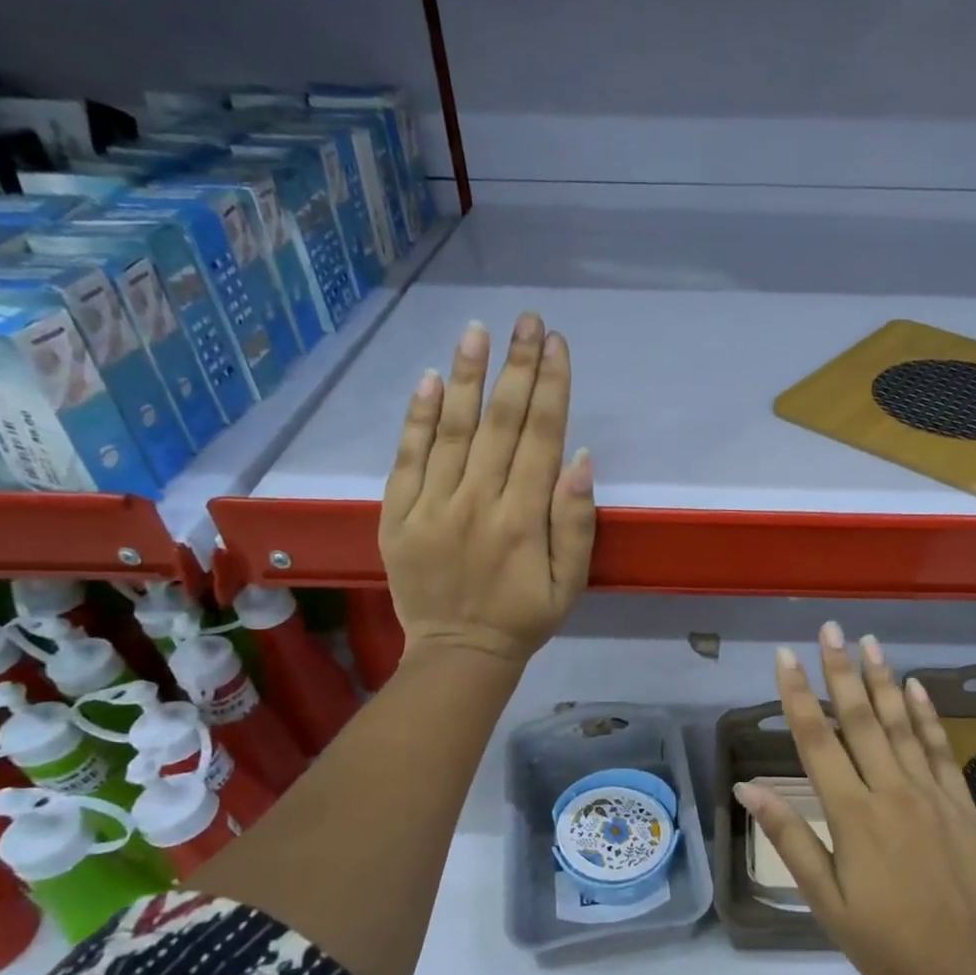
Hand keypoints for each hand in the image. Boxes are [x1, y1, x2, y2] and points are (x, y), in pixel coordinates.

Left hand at [379, 313, 595, 665]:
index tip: (557, 344)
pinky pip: (407, 459)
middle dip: (517, 366)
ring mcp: (432, 507)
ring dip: (467, 377)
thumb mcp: (570, 583)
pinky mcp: (397, 516)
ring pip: (452, 430)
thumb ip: (575, 522)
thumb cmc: (524, 618)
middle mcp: (477, 502)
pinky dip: (417, 419)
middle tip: (527, 319)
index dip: (551, 387)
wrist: (458, 654)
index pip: (540, 437)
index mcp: (523, 519)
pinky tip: (429, 381)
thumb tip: (578, 457)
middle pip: (501, 423)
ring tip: (477, 331)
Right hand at [734, 622, 975, 974]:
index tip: (786, 658)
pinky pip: (940, 748)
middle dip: (841, 671)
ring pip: (902, 724)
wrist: (963, 966)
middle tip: (830, 629)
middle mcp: (889, 790)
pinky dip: (928, 715)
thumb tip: (750, 789)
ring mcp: (929, 792)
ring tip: (870, 642)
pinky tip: (917, 686)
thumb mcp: (823, 898)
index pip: (818, 741)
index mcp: (851, 814)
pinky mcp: (959, 801)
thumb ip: (790, 837)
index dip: (798, 695)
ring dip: (883, 680)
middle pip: (861, 719)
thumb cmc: (882, 937)